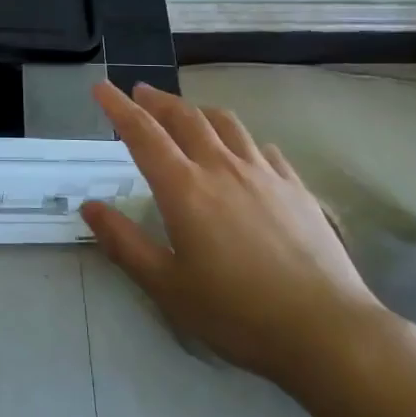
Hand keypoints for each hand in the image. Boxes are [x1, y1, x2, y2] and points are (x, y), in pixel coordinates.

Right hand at [80, 82, 391, 387]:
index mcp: (185, 188)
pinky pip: (262, 148)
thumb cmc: (236, 313)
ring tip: (187, 113)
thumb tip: (89, 207)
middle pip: (184, 117)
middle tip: (140, 92)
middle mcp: (222, 167)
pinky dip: (241, 139)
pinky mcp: (296, 187)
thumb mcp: (167, 287)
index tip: (102, 87)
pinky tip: (245, 151)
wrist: (326, 329)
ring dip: (198, 111)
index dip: (118, 107)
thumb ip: (124, 243)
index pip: (143, 134)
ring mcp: (264, 173)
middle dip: (157, 100)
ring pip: (226, 123)